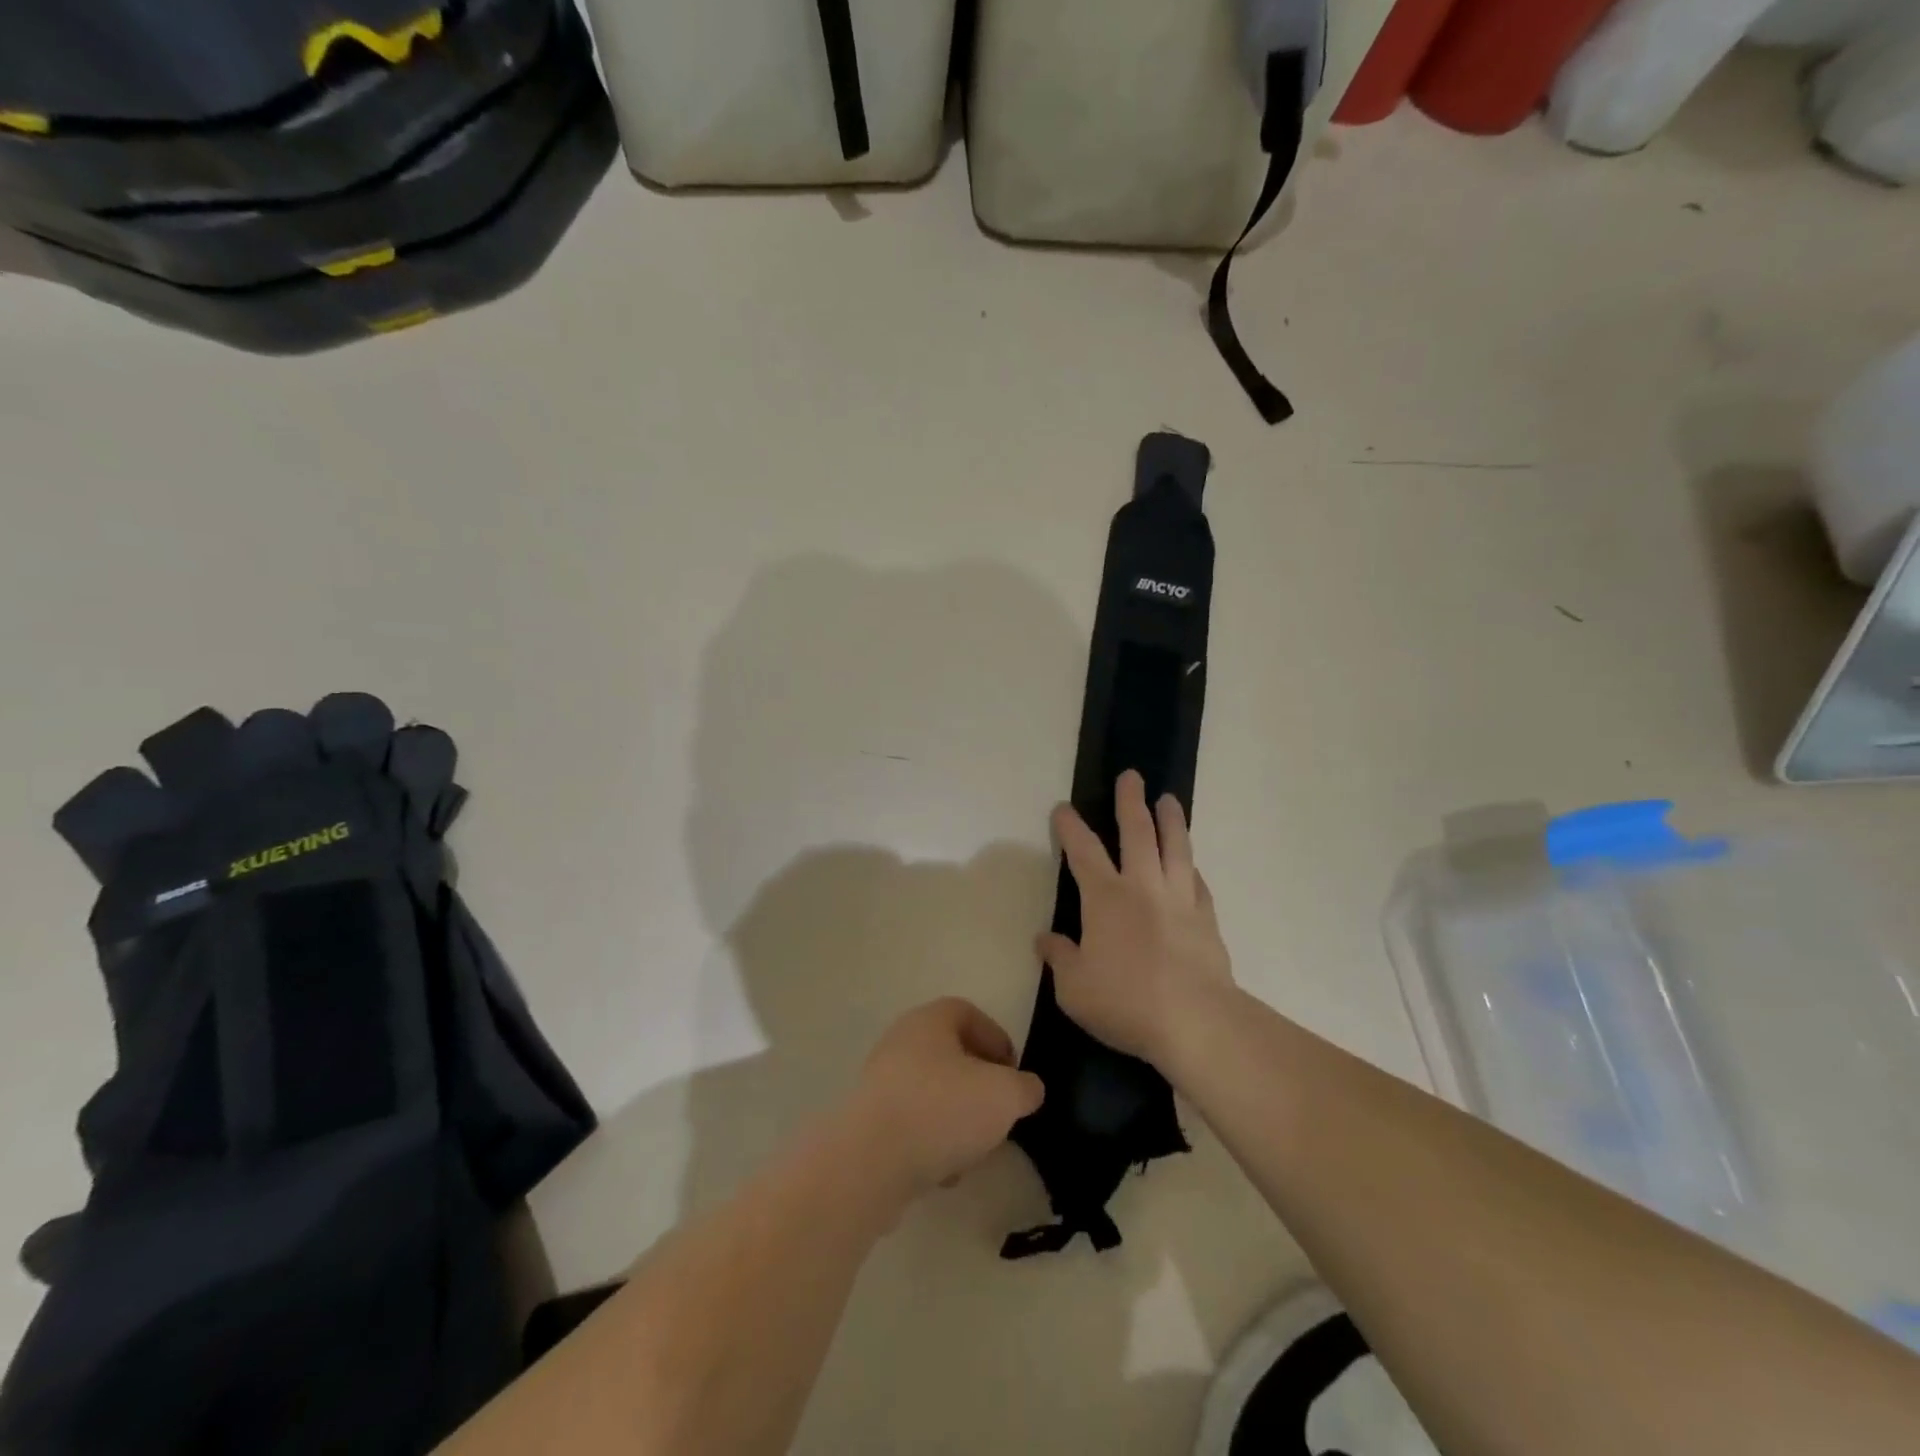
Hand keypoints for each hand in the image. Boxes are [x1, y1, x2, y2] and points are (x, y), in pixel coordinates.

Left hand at [844, 998, 1045, 1197]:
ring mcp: (880, 1081)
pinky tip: (944, 1173)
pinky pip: (911, 1125)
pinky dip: (931, 1144)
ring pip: (933, 1094)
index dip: (997, 1041)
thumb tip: (1026, 1089)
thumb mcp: (1004, 1095)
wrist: (869, 1163)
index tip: (1014, 1076)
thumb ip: (1025, 1088)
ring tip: (974, 1152)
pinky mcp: (868, 1121)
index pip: (969, 1014)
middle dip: (979, 1087)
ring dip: (957, 1120)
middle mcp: (901, 1042)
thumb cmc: (941, 1110)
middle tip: (998, 1115)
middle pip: (951, 1056)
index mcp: (930, 1021)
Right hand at [1039, 770, 1235, 1066]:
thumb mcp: (1074, 988)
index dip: (1071, 828)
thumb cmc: (1125, 1002)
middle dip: (1130, 802)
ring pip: (1175, 848)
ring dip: (1171, 820)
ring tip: (1169, 799)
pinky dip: (1191, 868)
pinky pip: (1198, 883)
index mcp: (1105, 898)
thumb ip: (1060, 958)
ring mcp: (1179, 900)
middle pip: (1137, 833)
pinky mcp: (1206, 919)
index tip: (1063, 808)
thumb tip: (1045, 939)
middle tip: (1131, 776)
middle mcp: (1142, 887)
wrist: (1195, 1021)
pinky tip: (1192, 865)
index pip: (1083, 852)